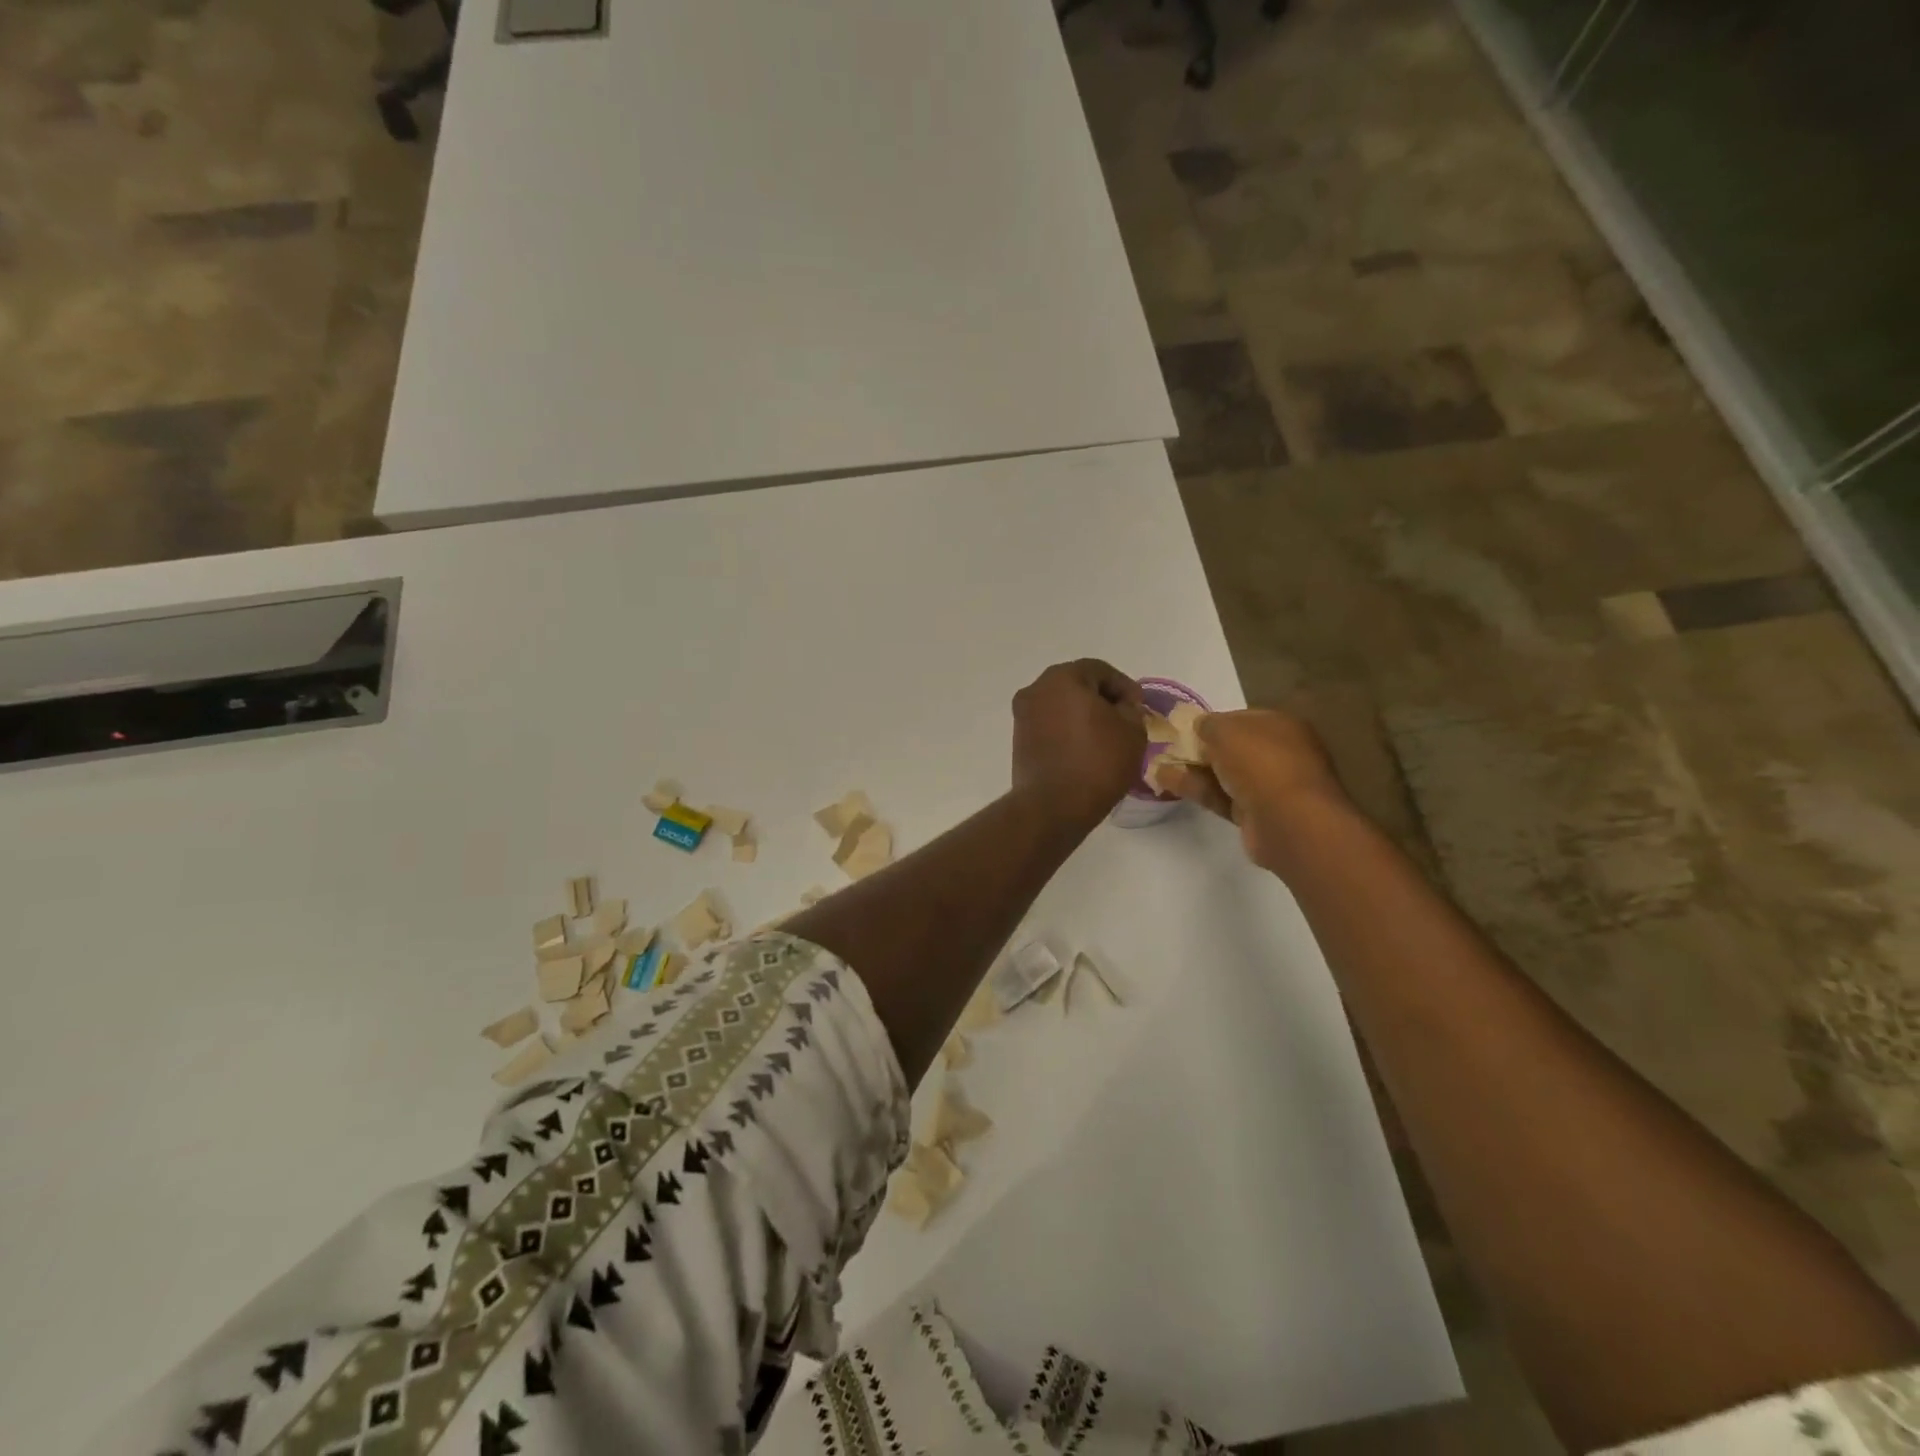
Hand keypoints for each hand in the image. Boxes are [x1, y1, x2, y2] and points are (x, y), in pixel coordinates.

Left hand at [1010, 659, 1145, 828]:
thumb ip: (1130, 709)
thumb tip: (1121, 706)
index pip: (1099, 670)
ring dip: (1082, 715)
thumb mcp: (1132, 731)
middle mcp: (1036, 689)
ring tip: (1105, 737)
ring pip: (1060, 705)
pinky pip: (1049, 725)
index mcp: (1063, 678)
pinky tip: (1084, 750)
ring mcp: (1023, 715)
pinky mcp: (1019, 739)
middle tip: (1124, 720)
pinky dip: (1067, 731)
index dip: (1124, 686)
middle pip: (1076, 684)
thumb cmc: (1097, 762)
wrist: (1053, 806)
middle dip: (1102, 699)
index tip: (1139, 707)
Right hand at [1159, 709, 1351, 873]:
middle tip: (1168, 748)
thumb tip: (1200, 725)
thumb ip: (1208, 724)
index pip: (1241, 719)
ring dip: (1192, 769)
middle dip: (1201, 748)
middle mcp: (1279, 753)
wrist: (1288, 820)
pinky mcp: (1255, 815)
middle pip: (1233, 748)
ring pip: (1224, 774)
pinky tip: (1165, 782)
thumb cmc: (1260, 762)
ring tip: (1156, 765)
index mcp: (1281, 725)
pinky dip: (1195, 789)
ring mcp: (1268, 786)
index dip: (1213, 722)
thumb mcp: (1225, 730)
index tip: (1184, 727)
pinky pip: (1221, 797)